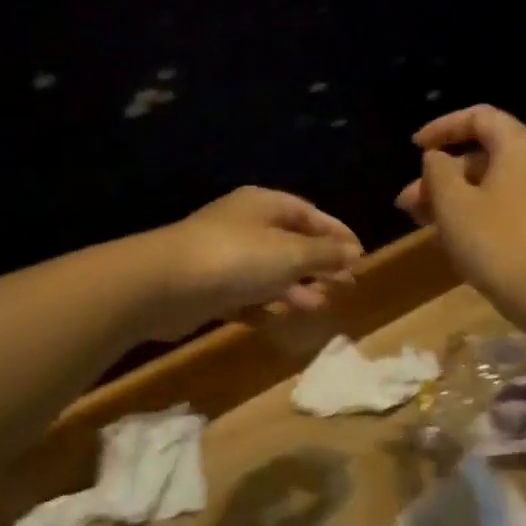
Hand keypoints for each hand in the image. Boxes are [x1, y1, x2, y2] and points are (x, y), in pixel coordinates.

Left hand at [144, 187, 362, 339]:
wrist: (164, 285)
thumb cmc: (236, 258)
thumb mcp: (290, 253)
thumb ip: (324, 254)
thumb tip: (354, 252)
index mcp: (264, 205)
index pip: (309, 213)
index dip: (336, 233)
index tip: (360, 255)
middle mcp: (244, 226)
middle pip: (291, 243)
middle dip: (319, 264)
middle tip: (346, 285)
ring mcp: (224, 257)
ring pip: (268, 272)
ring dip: (295, 288)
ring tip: (319, 305)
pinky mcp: (209, 288)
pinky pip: (244, 296)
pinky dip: (263, 306)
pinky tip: (277, 320)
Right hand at [395, 105, 525, 326]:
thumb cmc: (496, 241)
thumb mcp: (453, 203)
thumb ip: (438, 171)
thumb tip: (437, 158)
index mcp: (520, 145)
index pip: (478, 117)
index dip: (442, 128)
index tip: (413, 147)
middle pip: (482, 154)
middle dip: (440, 175)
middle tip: (407, 202)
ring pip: (489, 183)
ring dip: (452, 198)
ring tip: (420, 222)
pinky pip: (503, 205)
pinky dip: (474, 212)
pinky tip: (450, 237)